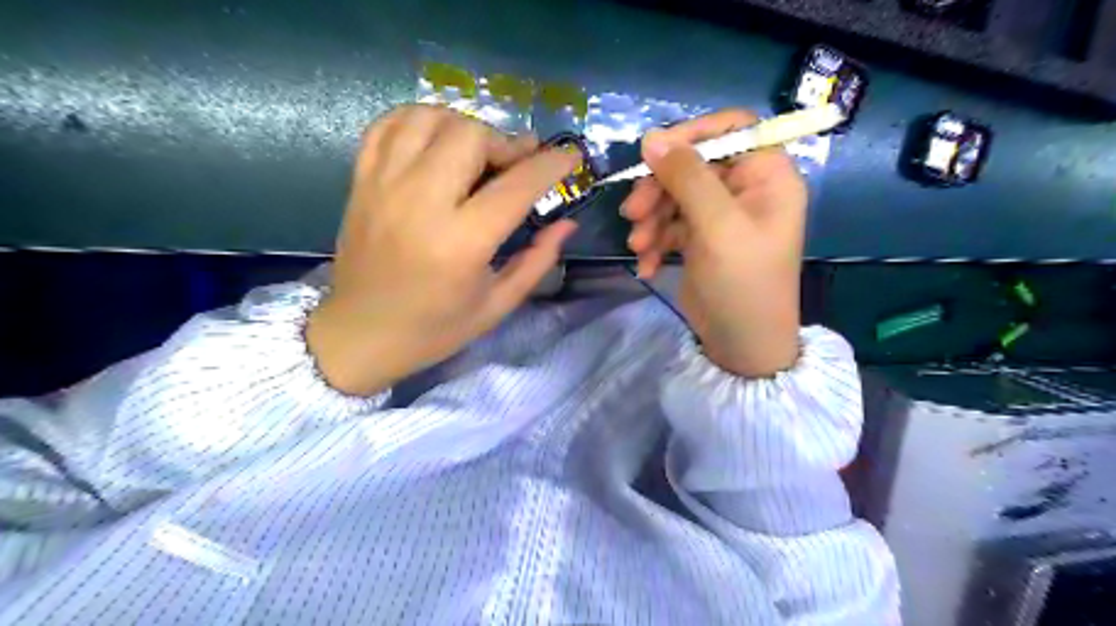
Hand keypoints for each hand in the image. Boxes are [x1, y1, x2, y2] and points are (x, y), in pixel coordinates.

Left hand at [305, 105, 579, 392]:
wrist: (359, 334)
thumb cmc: (434, 329)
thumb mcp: (497, 305)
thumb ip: (537, 261)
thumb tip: (567, 223)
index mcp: (461, 243)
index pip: (516, 186)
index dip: (551, 165)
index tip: (570, 157)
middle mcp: (421, 203)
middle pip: (470, 135)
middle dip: (505, 142)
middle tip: (516, 164)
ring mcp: (384, 185)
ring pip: (430, 118)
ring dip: (464, 126)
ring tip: (477, 152)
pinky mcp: (361, 180)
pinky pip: (389, 124)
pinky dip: (420, 119)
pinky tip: (437, 140)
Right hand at [623, 107, 806, 375]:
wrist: (741, 345)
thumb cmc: (742, 283)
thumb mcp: (717, 227)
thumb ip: (686, 178)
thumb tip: (650, 137)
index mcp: (767, 175)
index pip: (732, 127)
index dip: (692, 133)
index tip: (653, 152)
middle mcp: (745, 188)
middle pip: (693, 164)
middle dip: (659, 188)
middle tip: (632, 212)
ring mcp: (720, 215)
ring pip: (675, 195)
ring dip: (651, 218)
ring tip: (639, 245)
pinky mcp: (700, 238)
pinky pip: (670, 224)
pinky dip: (655, 241)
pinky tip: (648, 265)